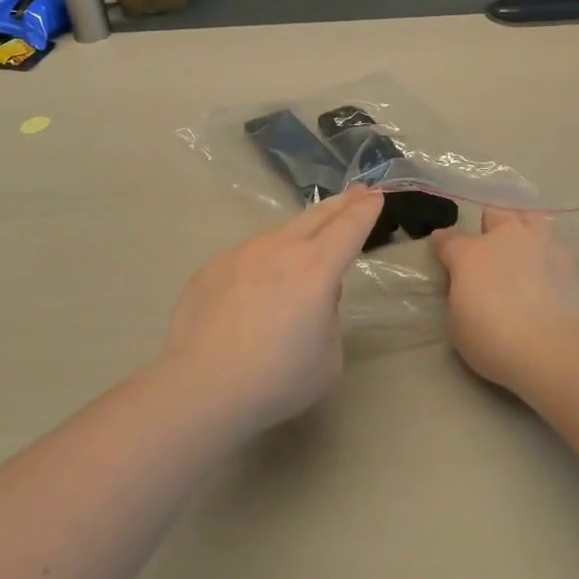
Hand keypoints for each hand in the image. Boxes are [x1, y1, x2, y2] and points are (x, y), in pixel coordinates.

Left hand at [162, 186, 382, 435]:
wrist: (202, 387)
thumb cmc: (277, 379)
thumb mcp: (328, 356)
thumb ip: (329, 316)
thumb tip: (314, 296)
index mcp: (317, 268)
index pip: (350, 227)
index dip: (366, 210)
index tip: (376, 195)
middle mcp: (281, 249)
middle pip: (317, 216)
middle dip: (341, 203)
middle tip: (358, 191)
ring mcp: (242, 253)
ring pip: (280, 233)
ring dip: (302, 230)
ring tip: (311, 237)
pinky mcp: (213, 267)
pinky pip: (249, 255)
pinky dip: (265, 259)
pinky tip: (259, 283)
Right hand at [432, 209, 578, 394]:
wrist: (556, 351)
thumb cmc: (495, 341)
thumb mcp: (458, 324)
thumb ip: (460, 294)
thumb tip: (467, 285)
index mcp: (470, 254)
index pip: (448, 238)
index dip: (443, 244)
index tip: (443, 252)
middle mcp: (505, 238)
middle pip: (494, 213)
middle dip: (489, 226)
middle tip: (490, 249)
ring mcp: (541, 244)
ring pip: (530, 218)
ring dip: (523, 228)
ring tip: (524, 248)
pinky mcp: (572, 261)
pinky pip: (556, 243)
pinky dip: (549, 252)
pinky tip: (550, 269)